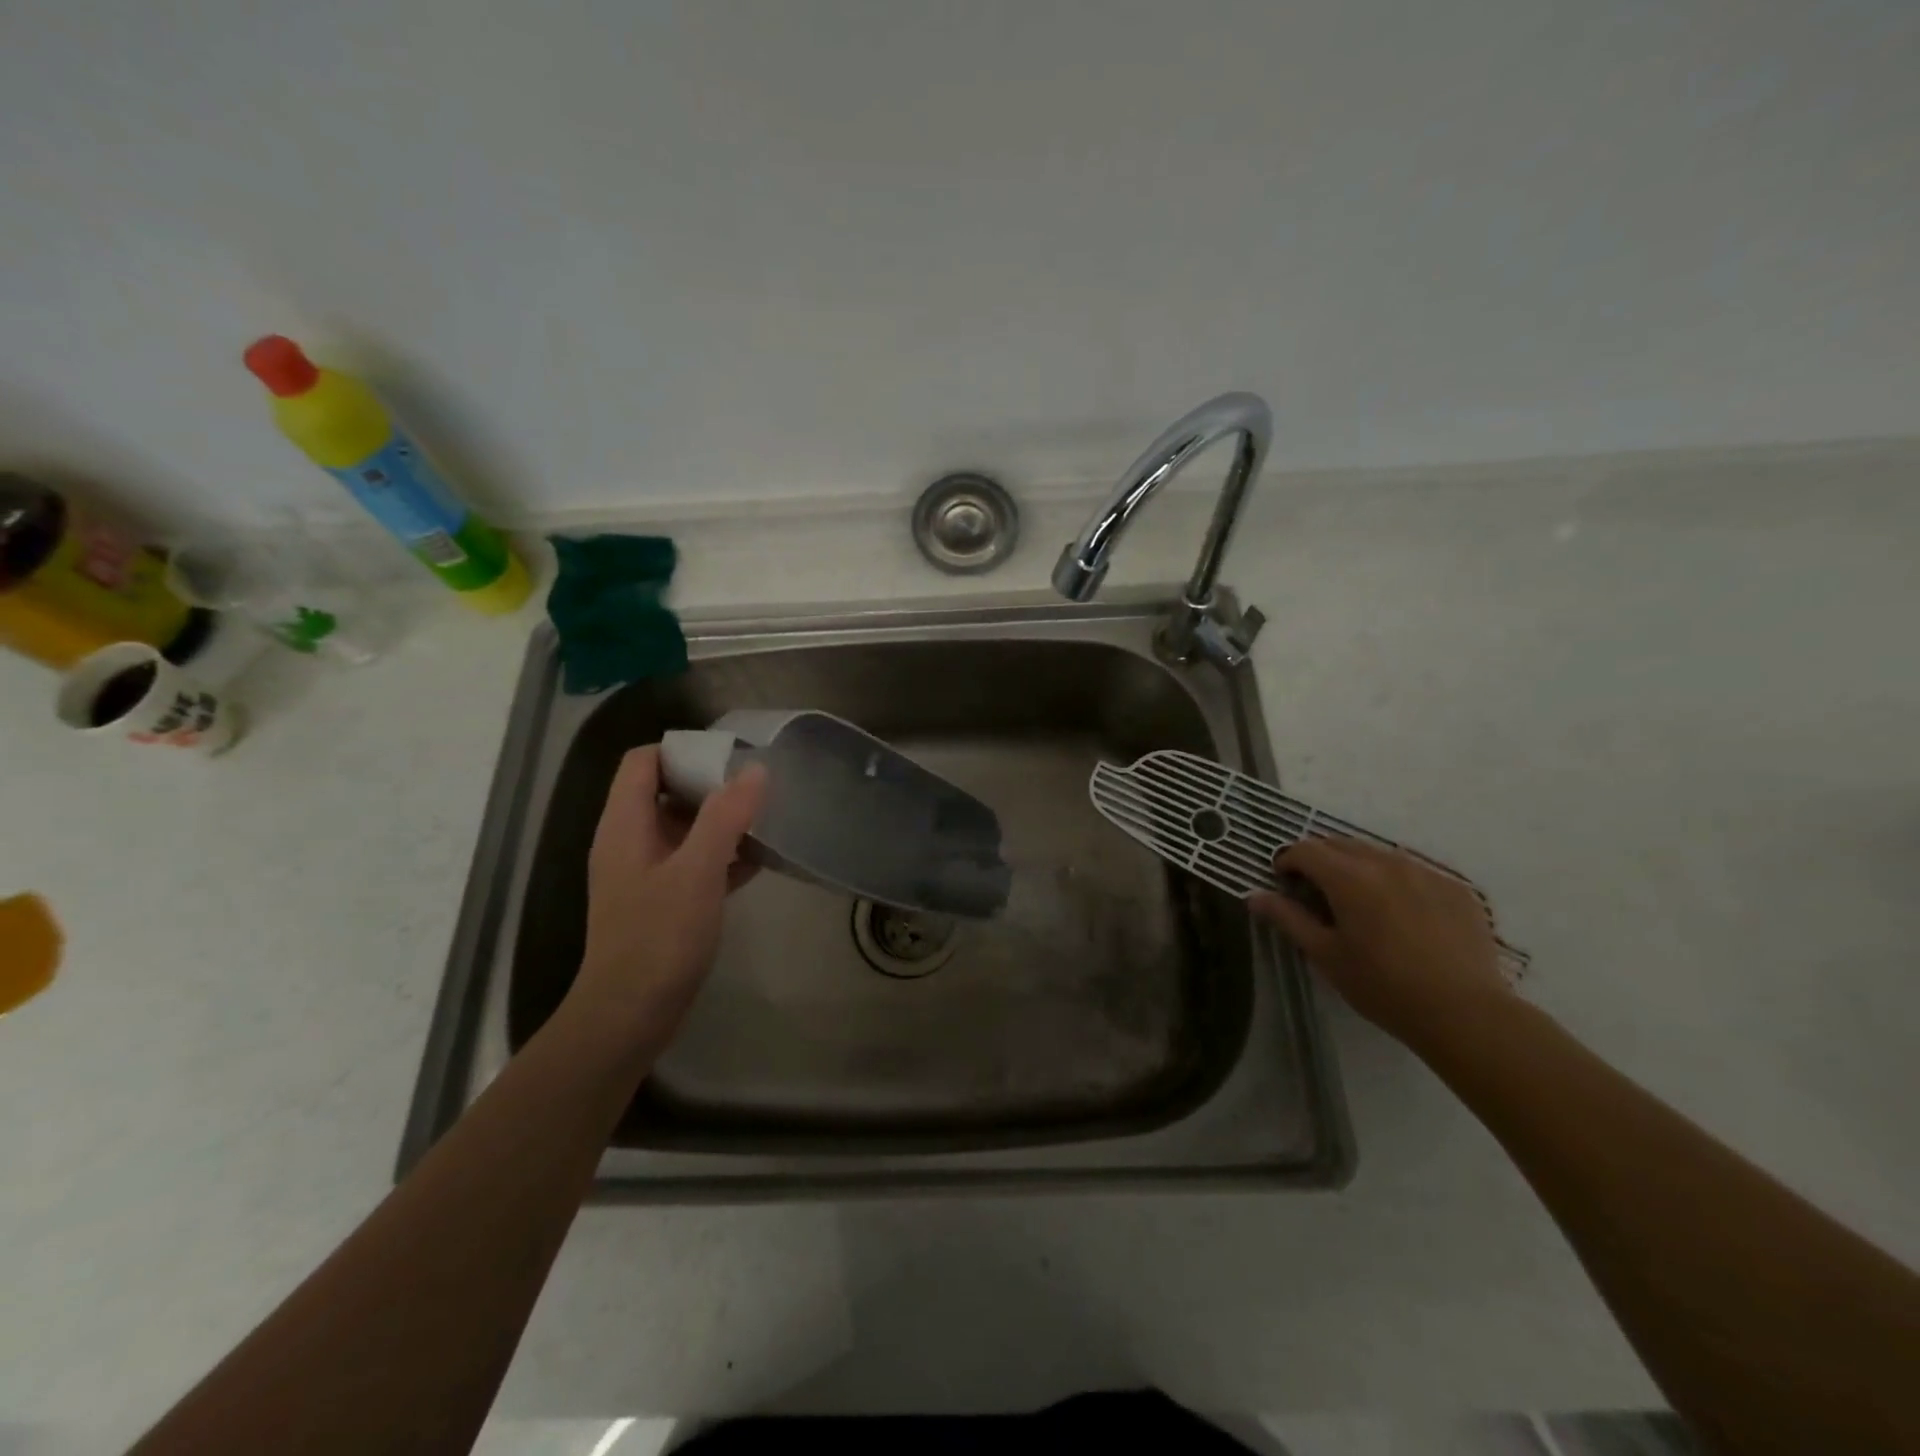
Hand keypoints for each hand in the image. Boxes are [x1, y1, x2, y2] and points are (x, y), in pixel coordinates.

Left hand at [569, 745, 767, 1044]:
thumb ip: (725, 817)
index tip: (729, 757)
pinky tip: (756, 861)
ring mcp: (645, 873)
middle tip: (756, 786)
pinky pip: (692, 861)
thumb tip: (755, 770)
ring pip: (682, 828)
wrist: (630, 1015)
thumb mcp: (697, 871)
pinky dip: (719, 855)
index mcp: (625, 825)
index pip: (643, 761)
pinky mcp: (661, 901)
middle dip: (710, 783)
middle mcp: (629, 841)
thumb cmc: (659, 937)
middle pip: (665, 790)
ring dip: (719, 820)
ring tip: (764, 818)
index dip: (682, 750)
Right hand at [1249, 837, 1511, 1051]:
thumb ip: (1288, 919)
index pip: (1306, 850)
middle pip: (1341, 844)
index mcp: (1349, 878)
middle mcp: (1386, 863)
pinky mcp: (1456, 888)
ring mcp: (1425, 872)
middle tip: (1316, 892)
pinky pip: (1414, 871)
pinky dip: (1395, 881)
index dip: (1288, 861)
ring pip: (1378, 854)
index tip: (1284, 883)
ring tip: (1359, 902)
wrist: (1466, 1013)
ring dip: (1358, 867)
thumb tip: (1255, 896)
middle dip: (1321, 860)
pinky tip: (1402, 915)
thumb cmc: (1383, 987)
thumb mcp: (1326, 956)